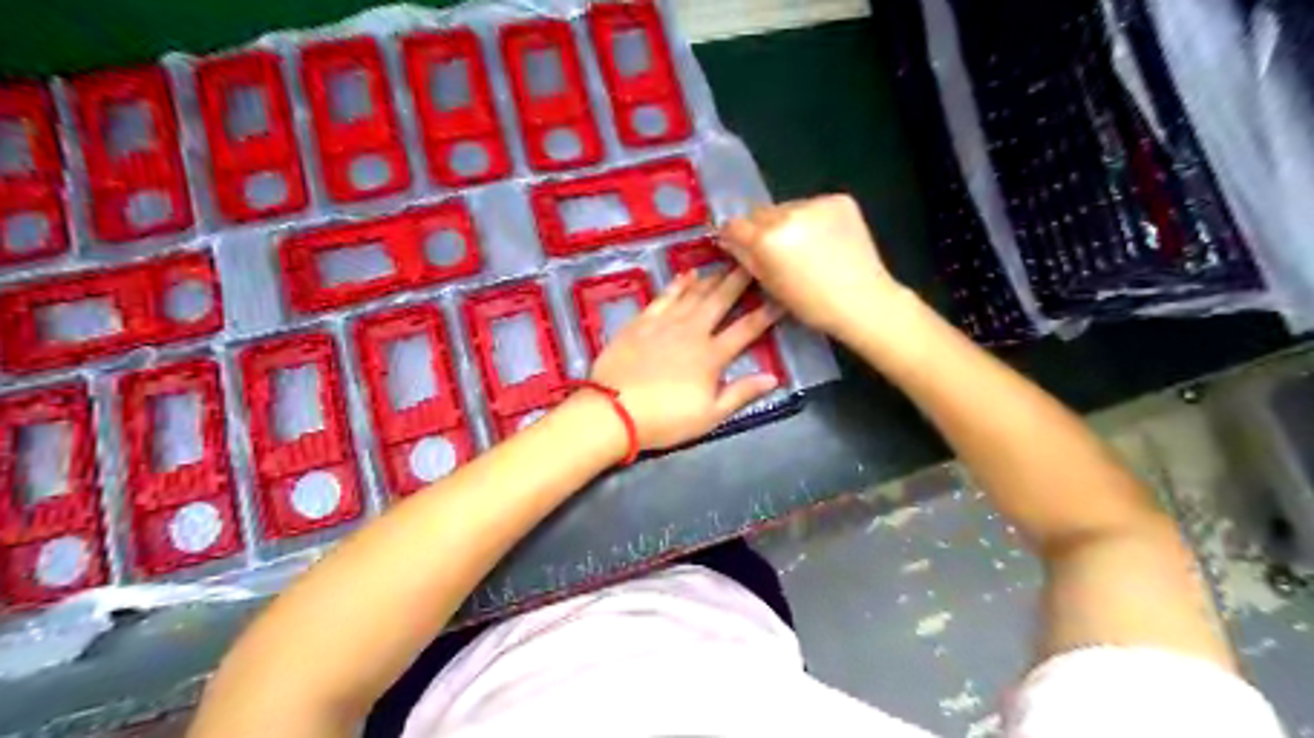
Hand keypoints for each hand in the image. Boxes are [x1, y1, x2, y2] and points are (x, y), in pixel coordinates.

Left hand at [592, 269, 782, 449]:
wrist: (614, 410)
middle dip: (739, 281)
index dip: (766, 313)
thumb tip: (773, 377)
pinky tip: (687, 274)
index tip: (781, 297)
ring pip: (694, 293)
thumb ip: (741, 393)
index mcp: (712, 355)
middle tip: (753, 262)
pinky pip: (665, 296)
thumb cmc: (665, 419)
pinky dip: (678, 284)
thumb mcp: (710, 415)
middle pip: (720, 300)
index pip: (746, 329)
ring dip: (712, 278)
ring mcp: (665, 323)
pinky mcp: (642, 321)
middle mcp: (692, 331)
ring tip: (726, 265)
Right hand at [718, 196, 915, 344]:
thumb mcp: (770, 285)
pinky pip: (815, 205)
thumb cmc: (811, 304)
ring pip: (789, 207)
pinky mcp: (840, 200)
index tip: (740, 244)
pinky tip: (826, 239)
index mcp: (767, 238)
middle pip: (762, 212)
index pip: (735, 224)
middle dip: (763, 228)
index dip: (734, 235)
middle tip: (778, 250)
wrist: (863, 301)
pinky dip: (815, 219)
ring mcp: (816, 204)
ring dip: (790, 222)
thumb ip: (745, 257)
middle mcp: (788, 213)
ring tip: (806, 246)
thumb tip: (729, 240)